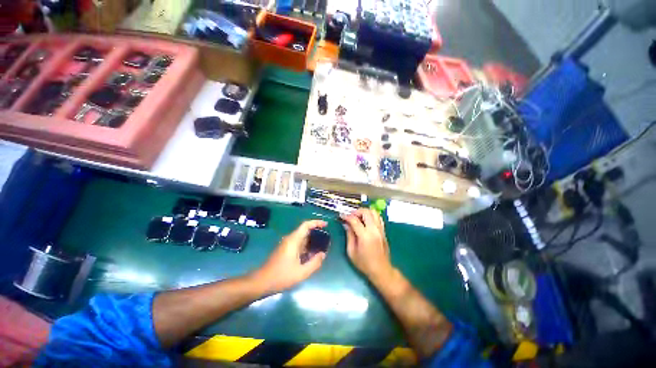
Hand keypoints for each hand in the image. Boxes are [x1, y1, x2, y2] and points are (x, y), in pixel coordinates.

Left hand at [251, 220, 326, 292]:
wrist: (262, 282)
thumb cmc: (281, 276)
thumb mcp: (301, 272)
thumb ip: (314, 263)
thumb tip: (323, 254)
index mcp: (294, 240)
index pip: (306, 225)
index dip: (316, 222)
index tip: (326, 225)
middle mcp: (290, 239)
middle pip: (305, 231)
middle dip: (316, 233)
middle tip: (326, 239)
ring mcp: (287, 244)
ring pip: (302, 238)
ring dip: (312, 241)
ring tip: (322, 247)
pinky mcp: (285, 250)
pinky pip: (298, 244)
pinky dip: (306, 247)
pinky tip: (311, 255)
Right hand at [341, 209, 393, 283]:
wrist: (381, 270)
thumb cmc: (364, 263)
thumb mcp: (351, 251)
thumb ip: (349, 235)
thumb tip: (346, 224)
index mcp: (365, 236)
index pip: (355, 220)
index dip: (346, 216)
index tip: (341, 216)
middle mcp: (374, 230)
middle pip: (366, 212)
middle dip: (356, 212)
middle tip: (350, 216)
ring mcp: (380, 229)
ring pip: (374, 212)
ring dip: (364, 212)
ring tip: (358, 217)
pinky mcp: (383, 231)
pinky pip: (378, 217)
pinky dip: (371, 216)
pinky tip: (365, 221)